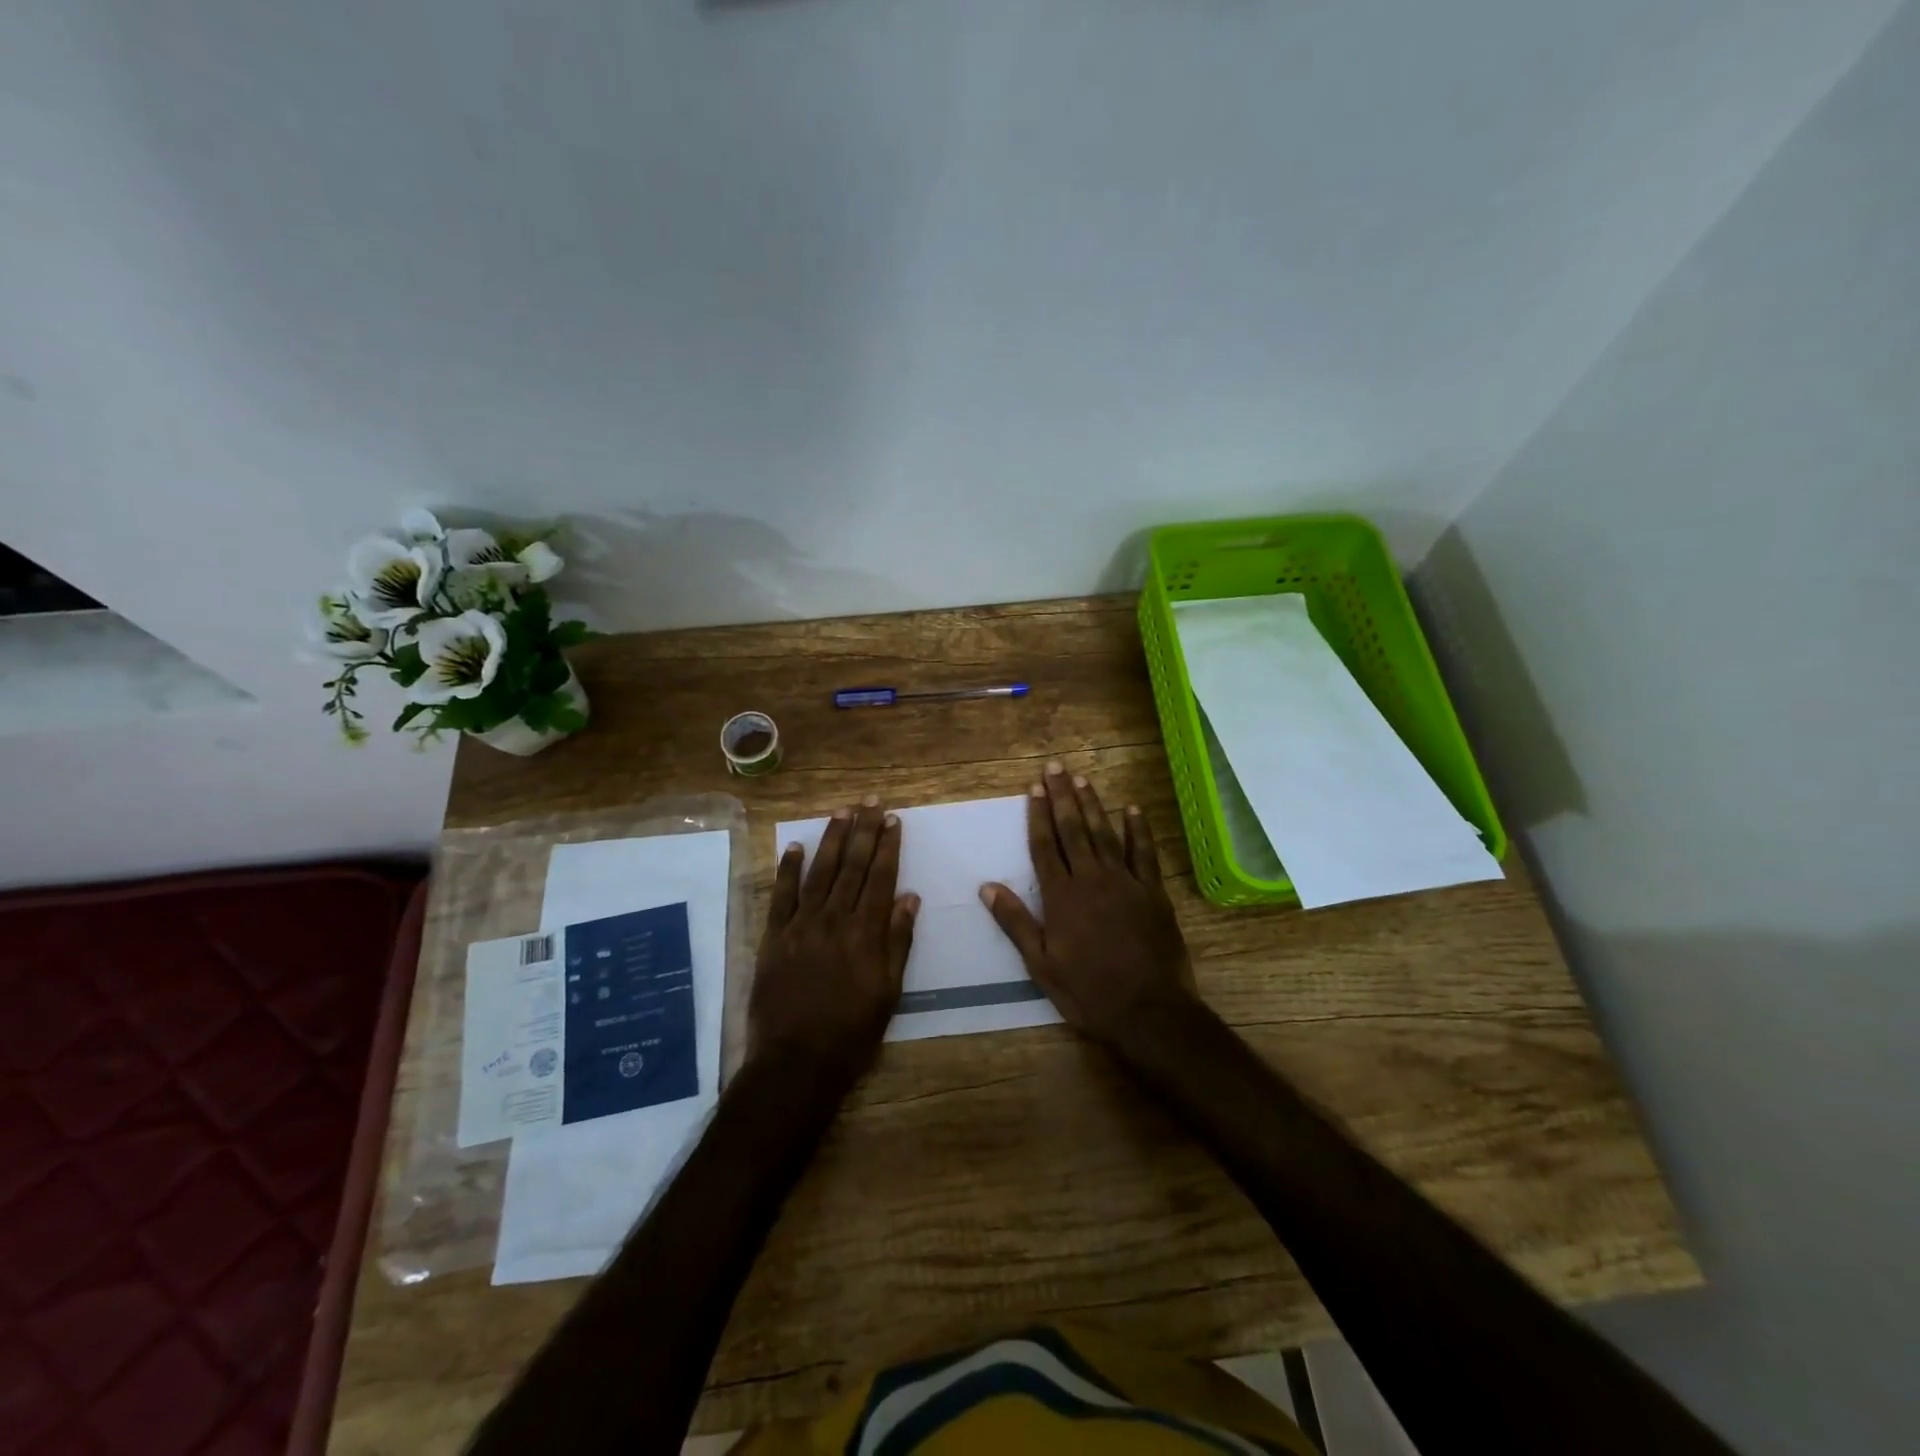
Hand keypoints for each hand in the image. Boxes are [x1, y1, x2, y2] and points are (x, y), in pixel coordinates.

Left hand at [750, 797, 919, 1084]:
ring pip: (819, 872)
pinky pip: (781, 896)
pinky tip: (794, 847)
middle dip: (863, 831)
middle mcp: (833, 920)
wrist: (796, 1062)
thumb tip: (910, 897)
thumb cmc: (852, 1033)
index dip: (888, 847)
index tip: (893, 820)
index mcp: (865, 933)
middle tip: (871, 802)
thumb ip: (898, 941)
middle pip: (851, 866)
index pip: (880, 878)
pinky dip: (787, 869)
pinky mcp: (773, 938)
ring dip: (831, 840)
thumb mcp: (889, 992)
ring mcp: (800, 926)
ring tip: (841, 812)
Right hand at [980, 763, 1195, 1048]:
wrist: (1148, 1010)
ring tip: (1083, 780)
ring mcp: (1125, 882)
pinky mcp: (1153, 892)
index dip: (1037, 815)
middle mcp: (1092, 879)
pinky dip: (1138, 830)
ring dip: (1093, 805)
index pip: (1045, 846)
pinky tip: (1132, 810)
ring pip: (1106, 833)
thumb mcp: (1041, 964)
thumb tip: (987, 886)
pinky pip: (1144, 853)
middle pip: (1073, 829)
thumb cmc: (1088, 991)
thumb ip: (1015, 922)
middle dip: (1062, 797)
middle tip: (1056, 768)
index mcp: (1061, 896)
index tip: (1033, 788)